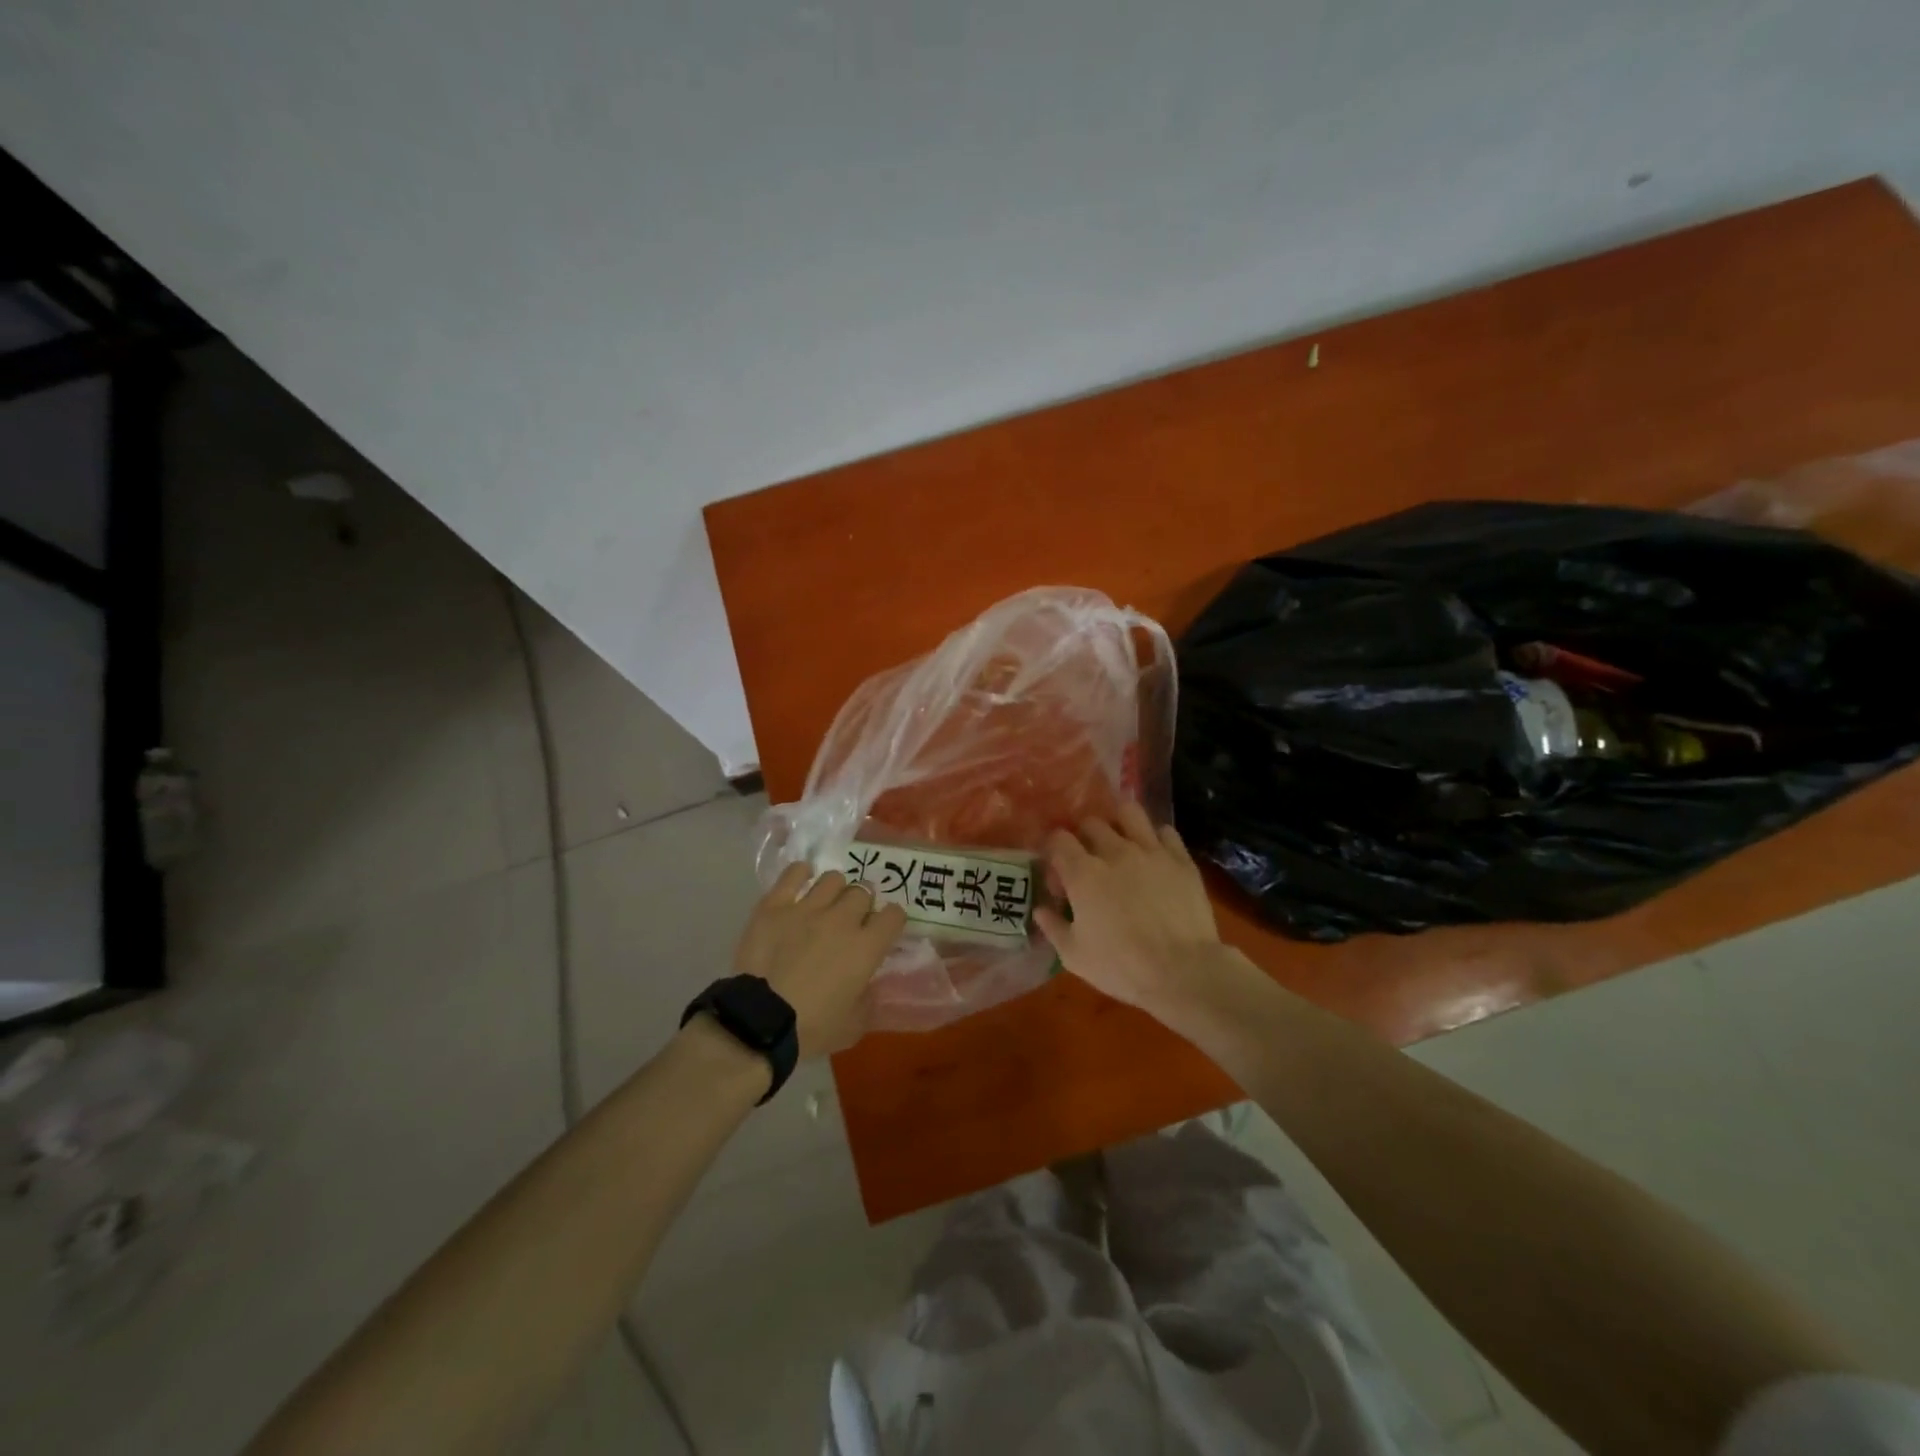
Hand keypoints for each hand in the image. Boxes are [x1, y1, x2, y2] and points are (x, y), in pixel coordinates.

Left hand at [732, 864, 907, 1056]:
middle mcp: (842, 919)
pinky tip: (802, 880)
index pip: (894, 916)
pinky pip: (794, 874)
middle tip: (851, 919)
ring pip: (833, 879)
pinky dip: (801, 873)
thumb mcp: (853, 1026)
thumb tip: (869, 985)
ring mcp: (807, 908)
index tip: (884, 929)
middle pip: (863, 892)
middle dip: (862, 904)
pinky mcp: (776, 905)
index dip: (891, 920)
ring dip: (835, 890)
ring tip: (826, 902)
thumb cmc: (811, 1029)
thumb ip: (868, 1000)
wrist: (759, 1021)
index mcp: (866, 947)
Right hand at [1035, 803, 1229, 1020]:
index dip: (1053, 852)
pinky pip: (1166, 831)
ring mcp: (1151, 851)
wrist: (1183, 972)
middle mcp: (1114, 851)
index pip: (1058, 839)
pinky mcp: (1181, 859)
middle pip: (1091, 823)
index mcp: (1083, 873)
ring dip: (1119, 823)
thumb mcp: (1074, 956)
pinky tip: (1154, 855)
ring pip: (1129, 813)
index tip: (1058, 875)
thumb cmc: (1122, 967)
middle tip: (1089, 862)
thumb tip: (1041, 909)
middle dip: (1084, 838)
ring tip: (1120, 842)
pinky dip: (1155, 838)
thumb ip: (1053, 927)